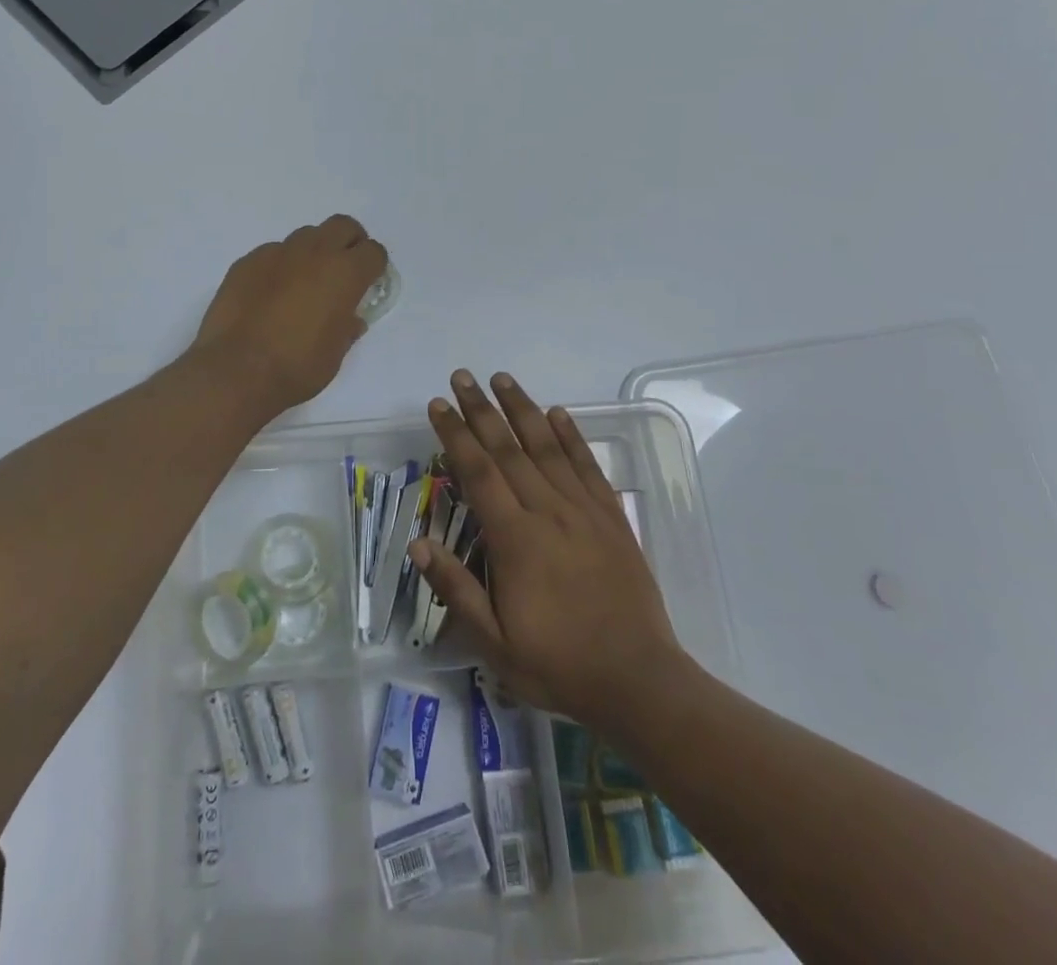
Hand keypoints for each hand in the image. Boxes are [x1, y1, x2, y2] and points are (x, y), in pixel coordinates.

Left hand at [191, 215, 387, 414]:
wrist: (235, 371)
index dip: (374, 267)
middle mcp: (314, 253)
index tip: (368, 283)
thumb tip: (349, 318)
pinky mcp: (247, 262)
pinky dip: (280, 266)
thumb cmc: (296, 368)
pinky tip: (270, 294)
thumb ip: (346, 328)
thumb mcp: (335, 354)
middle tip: (343, 270)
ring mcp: (277, 253)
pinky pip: (272, 253)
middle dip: (349, 242)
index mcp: (344, 274)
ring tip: (304, 284)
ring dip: (313, 252)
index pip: (373, 252)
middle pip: (342, 225)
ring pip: (305, 236)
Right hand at [412, 371, 697, 730]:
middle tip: (463, 376)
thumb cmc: (559, 664)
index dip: (455, 435)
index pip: (478, 472)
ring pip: (547, 447)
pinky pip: (587, 465)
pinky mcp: (611, 516)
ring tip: (502, 378)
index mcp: (515, 539)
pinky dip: (571, 436)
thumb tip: (417, 543)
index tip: (439, 405)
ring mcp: (584, 510)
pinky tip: (558, 413)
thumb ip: (456, 589)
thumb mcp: (495, 643)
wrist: (639, 681)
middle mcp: (548, 512)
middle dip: (482, 409)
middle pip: (508, 449)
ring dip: (522, 409)